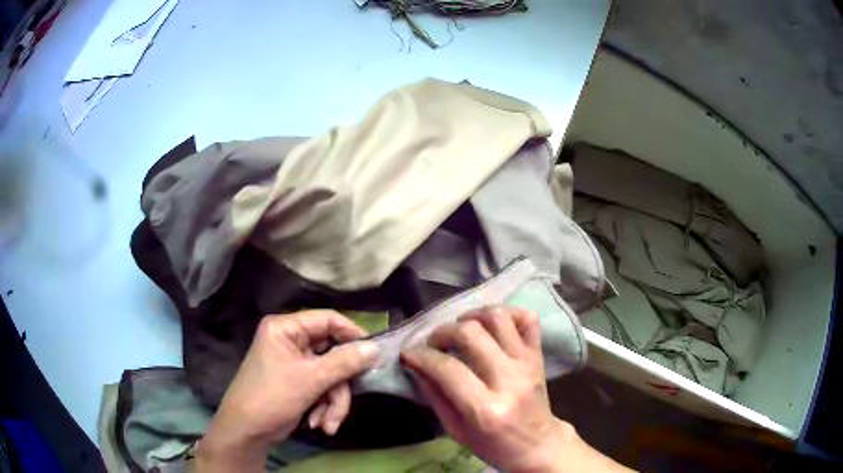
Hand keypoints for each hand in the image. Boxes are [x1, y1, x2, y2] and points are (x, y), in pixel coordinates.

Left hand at [196, 310, 378, 471]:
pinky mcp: (299, 383)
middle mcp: (291, 341)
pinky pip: (323, 388)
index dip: (352, 334)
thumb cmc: (272, 397)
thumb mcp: (310, 379)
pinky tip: (318, 423)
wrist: (247, 431)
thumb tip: (375, 348)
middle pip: (332, 354)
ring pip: (331, 376)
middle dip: (339, 385)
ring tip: (328, 424)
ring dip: (333, 402)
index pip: (327, 319)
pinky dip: (324, 407)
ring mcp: (295, 363)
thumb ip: (344, 362)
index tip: (373, 352)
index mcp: (286, 328)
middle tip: (345, 402)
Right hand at [401, 306, 629, 472]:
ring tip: (460, 329)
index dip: (421, 356)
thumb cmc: (493, 445)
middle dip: (442, 332)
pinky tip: (490, 325)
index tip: (408, 353)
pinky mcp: (538, 355)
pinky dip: (507, 313)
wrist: (537, 444)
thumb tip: (415, 364)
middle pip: (471, 334)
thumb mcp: (456, 430)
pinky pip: (527, 318)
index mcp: (486, 409)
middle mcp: (509, 380)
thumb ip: (435, 396)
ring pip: (498, 318)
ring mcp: (527, 363)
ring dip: (471, 317)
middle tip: (432, 343)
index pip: (447, 368)